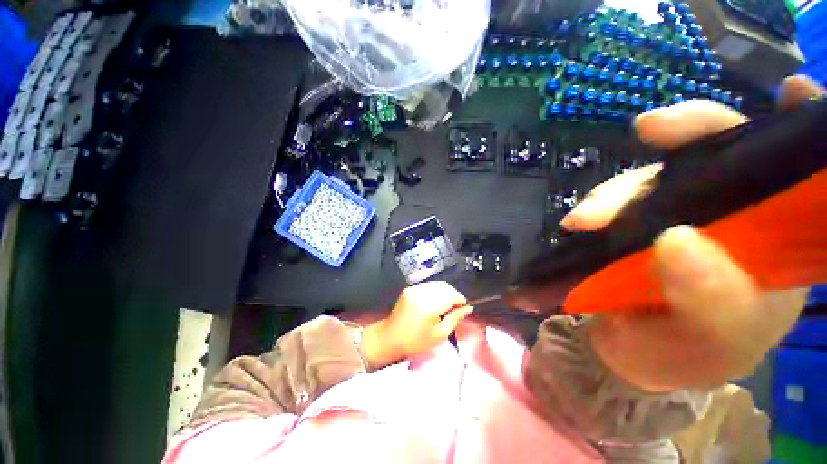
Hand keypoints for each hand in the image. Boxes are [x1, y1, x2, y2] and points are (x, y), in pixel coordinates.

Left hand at [363, 281, 472, 367]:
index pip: (452, 295)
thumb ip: (455, 319)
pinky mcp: (410, 288)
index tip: (463, 309)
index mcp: (429, 305)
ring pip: (438, 284)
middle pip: (445, 287)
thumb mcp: (439, 335)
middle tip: (455, 309)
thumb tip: (468, 308)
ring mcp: (414, 288)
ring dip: (445, 292)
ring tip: (445, 306)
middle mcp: (421, 293)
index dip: (460, 301)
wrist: (389, 338)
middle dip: (453, 295)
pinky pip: (428, 285)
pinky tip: (434, 302)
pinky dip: (435, 291)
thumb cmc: (415, 342)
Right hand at [563, 75, 823, 391]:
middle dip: (693, 133)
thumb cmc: (683, 355)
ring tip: (587, 218)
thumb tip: (675, 239)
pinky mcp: (635, 220)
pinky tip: (582, 219)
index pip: (801, 174)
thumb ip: (710, 301)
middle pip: (726, 154)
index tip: (790, 94)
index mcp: (780, 245)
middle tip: (651, 129)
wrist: (625, 351)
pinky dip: (601, 201)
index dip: (799, 129)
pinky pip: (622, 196)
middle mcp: (736, 217)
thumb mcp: (709, 342)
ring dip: (622, 187)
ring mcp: (680, 214)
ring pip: (660, 174)